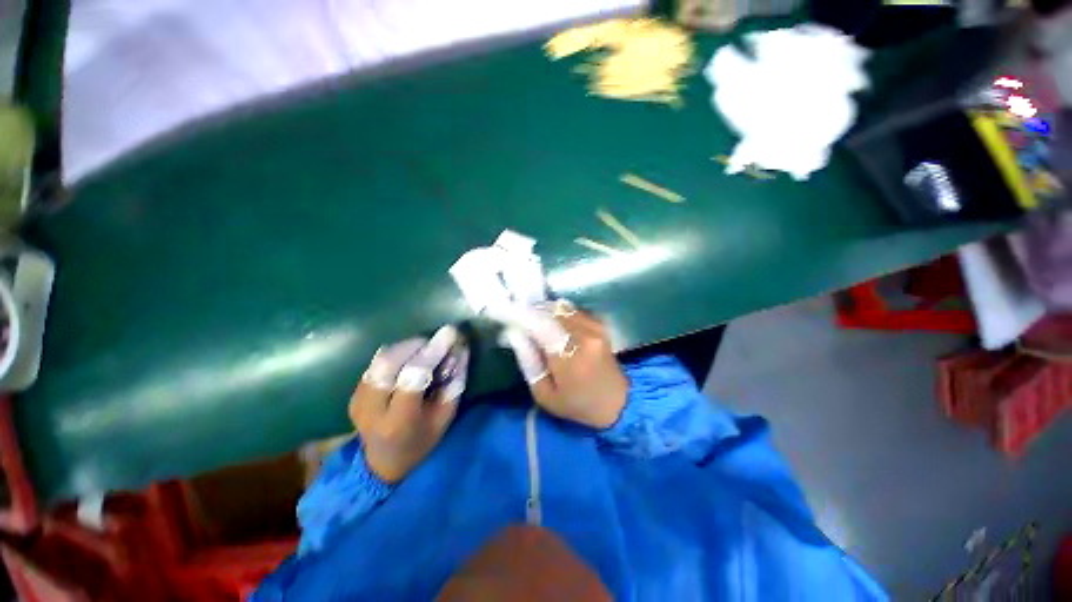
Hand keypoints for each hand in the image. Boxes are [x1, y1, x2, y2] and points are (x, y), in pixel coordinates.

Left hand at [349, 326, 467, 482]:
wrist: (382, 463)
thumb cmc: (421, 441)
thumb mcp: (445, 417)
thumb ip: (454, 383)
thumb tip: (460, 350)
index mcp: (398, 421)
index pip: (413, 377)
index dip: (433, 351)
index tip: (451, 333)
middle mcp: (372, 409)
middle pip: (389, 363)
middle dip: (416, 345)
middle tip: (436, 340)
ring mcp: (358, 400)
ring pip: (380, 359)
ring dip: (406, 346)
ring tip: (425, 347)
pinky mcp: (354, 392)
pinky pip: (376, 362)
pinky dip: (396, 353)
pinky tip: (410, 356)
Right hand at [501, 301, 627, 428]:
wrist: (618, 404)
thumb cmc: (578, 405)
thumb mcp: (545, 394)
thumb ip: (529, 361)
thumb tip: (515, 334)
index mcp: (570, 357)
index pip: (540, 325)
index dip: (518, 314)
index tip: (500, 310)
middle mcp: (585, 335)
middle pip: (550, 311)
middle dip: (529, 311)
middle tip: (515, 318)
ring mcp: (595, 327)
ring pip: (561, 307)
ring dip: (543, 311)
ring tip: (531, 321)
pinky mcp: (600, 325)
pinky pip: (572, 310)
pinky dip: (557, 313)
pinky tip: (551, 324)